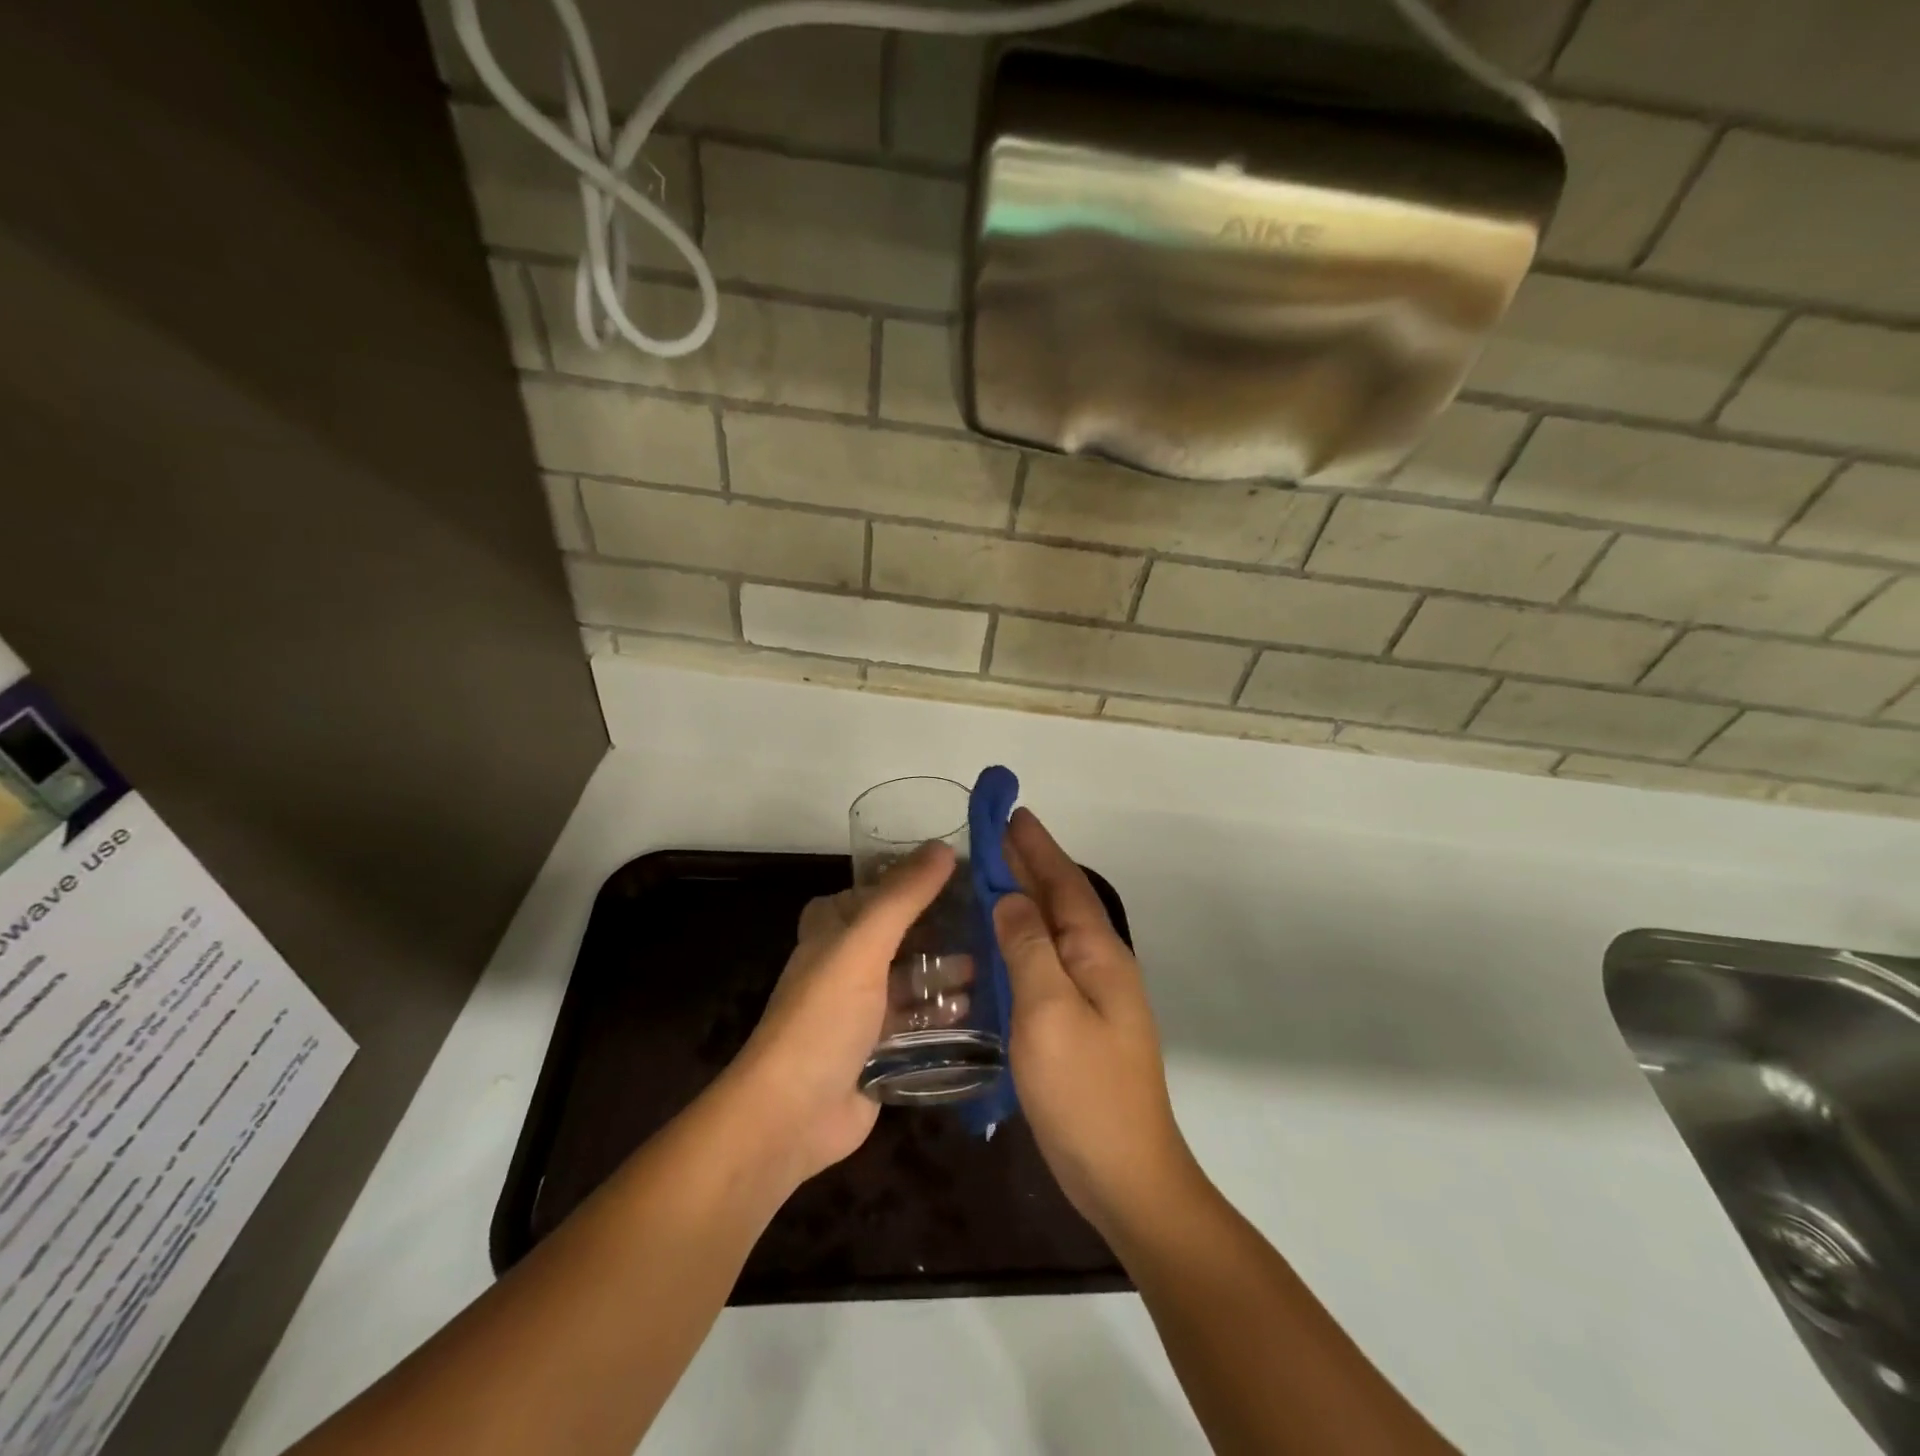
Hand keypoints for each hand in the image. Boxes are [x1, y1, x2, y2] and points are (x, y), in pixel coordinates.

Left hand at [719, 842, 954, 1191]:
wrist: (792, 1115)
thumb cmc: (823, 1017)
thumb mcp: (863, 946)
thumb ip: (903, 897)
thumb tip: (944, 847)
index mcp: (831, 933)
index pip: (870, 893)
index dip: (906, 881)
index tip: (956, 874)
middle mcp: (845, 966)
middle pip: (897, 937)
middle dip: (936, 932)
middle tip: (986, 924)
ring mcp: (861, 1011)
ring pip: (909, 982)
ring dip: (943, 975)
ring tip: (988, 968)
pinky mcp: (878, 1051)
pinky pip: (916, 1024)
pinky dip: (942, 1016)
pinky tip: (975, 1012)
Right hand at [996, 809, 1197, 1235]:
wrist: (1125, 1176)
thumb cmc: (1084, 1091)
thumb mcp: (1048, 1013)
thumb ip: (1028, 949)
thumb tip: (1011, 897)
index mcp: (1098, 953)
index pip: (1063, 883)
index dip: (1036, 847)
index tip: (1011, 813)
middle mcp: (1100, 965)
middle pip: (1061, 900)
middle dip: (1030, 864)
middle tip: (992, 835)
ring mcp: (1094, 995)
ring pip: (1054, 929)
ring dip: (1026, 898)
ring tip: (991, 876)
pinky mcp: (1080, 1022)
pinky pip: (1048, 960)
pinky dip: (1024, 937)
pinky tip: (1001, 943)